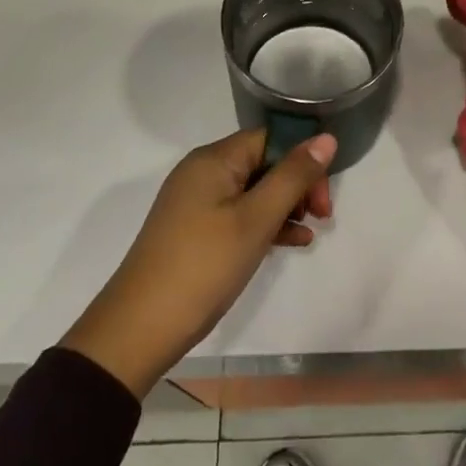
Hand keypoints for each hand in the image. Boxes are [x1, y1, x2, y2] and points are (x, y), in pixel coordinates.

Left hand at [60, 129, 335, 397]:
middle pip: (263, 161)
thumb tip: (326, 137)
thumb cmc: (203, 265)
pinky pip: (238, 213)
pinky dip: (264, 223)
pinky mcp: (194, 229)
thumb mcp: (256, 219)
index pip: (270, 138)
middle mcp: (203, 171)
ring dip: (284, 206)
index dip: (303, 160)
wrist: (140, 328)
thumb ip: (293, 177)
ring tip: (309, 232)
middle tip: (321, 216)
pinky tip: (290, 243)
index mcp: (214, 159)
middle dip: (297, 185)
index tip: (323, 197)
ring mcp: (196, 201)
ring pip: (253, 190)